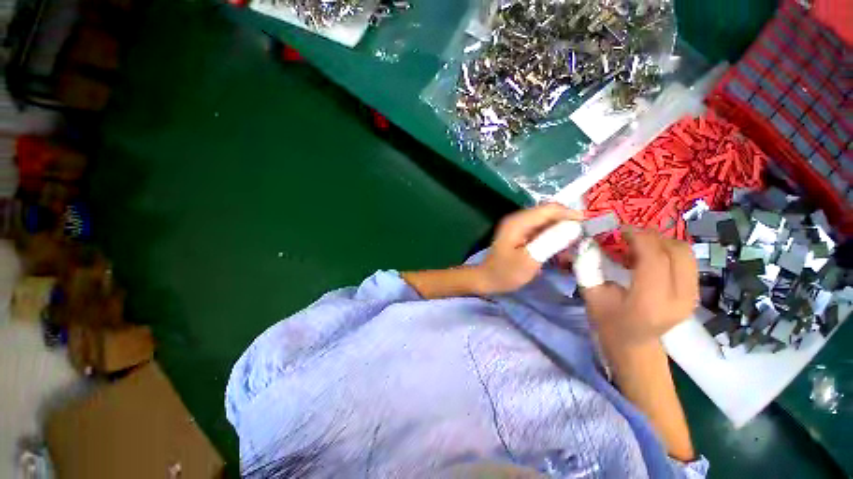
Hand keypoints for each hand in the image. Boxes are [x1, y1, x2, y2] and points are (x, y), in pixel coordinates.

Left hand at [475, 204, 580, 294]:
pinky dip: (554, 238)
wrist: (486, 279)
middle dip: (569, 224)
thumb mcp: (529, 260)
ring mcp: (520, 226)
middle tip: (584, 240)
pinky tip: (561, 252)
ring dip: (562, 232)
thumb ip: (550, 242)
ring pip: (548, 222)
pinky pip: (542, 230)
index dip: (571, 214)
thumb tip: (575, 226)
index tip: (590, 227)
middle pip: (550, 213)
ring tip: (574, 248)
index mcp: (519, 222)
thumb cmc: (505, 273)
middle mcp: (519, 219)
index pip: (550, 209)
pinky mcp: (521, 233)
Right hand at [581, 228, 697, 342]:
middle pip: (675, 251)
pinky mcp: (695, 293)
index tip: (620, 229)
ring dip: (661, 242)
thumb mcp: (591, 294)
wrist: (633, 344)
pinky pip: (687, 260)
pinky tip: (650, 257)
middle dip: (651, 236)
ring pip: (685, 253)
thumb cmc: (607, 321)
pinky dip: (668, 250)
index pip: (655, 258)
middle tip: (628, 236)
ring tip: (639, 246)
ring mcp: (691, 296)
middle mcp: (679, 298)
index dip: (639, 237)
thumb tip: (591, 240)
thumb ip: (590, 266)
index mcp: (649, 302)